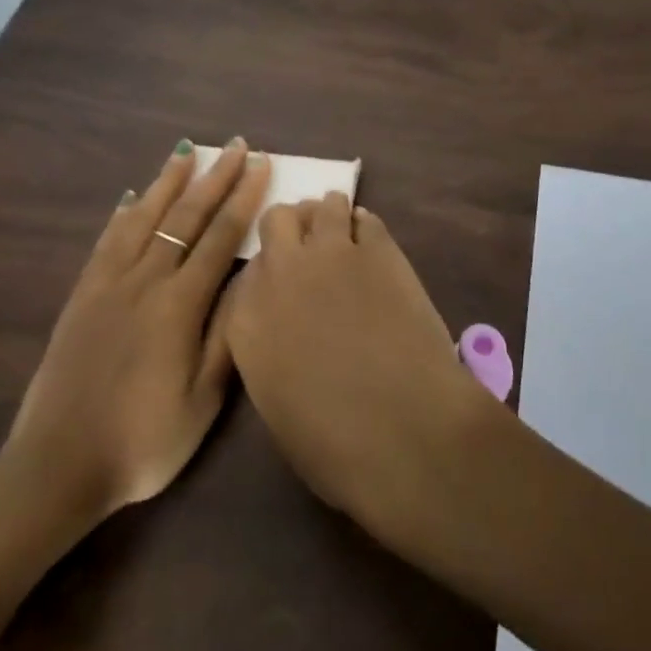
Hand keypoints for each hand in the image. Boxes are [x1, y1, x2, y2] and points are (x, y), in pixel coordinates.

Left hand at [1, 139, 269, 524]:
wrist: (58, 463)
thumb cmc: (141, 441)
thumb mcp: (201, 401)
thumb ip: (227, 336)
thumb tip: (252, 279)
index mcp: (179, 305)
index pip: (220, 237)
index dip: (243, 198)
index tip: (259, 165)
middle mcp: (145, 280)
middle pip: (185, 216)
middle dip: (214, 177)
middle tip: (235, 144)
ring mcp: (109, 283)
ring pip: (144, 217)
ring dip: (168, 181)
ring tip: (186, 151)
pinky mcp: (82, 294)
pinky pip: (107, 240)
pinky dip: (124, 213)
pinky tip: (132, 197)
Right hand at [226, 194, 486, 537]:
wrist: (404, 431)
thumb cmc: (335, 444)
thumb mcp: (276, 406)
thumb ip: (270, 353)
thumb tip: (288, 332)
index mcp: (246, 319)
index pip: (248, 270)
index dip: (269, 274)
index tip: (284, 286)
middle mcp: (281, 272)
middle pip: (277, 220)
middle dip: (292, 230)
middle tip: (311, 252)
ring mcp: (330, 253)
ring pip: (323, 205)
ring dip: (330, 218)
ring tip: (344, 239)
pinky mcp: (378, 248)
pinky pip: (365, 218)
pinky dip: (365, 228)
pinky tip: (373, 248)